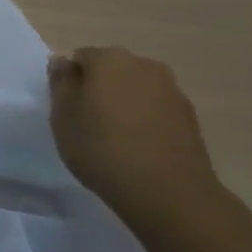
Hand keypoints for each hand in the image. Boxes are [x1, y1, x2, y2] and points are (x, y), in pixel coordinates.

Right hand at [47, 46, 219, 223]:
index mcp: (109, 59)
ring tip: (117, 137)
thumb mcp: (63, 118)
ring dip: (124, 103)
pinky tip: (140, 147)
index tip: (69, 109)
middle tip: (89, 122)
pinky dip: (146, 119)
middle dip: (99, 88)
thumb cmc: (103, 150)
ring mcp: (172, 90)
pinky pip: (157, 108)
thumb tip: (61, 61)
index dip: (71, 82)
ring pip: (136, 88)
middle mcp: (144, 65)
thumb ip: (60, 83)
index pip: (80, 58)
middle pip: (111, 70)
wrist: (169, 193)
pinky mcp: (190, 116)